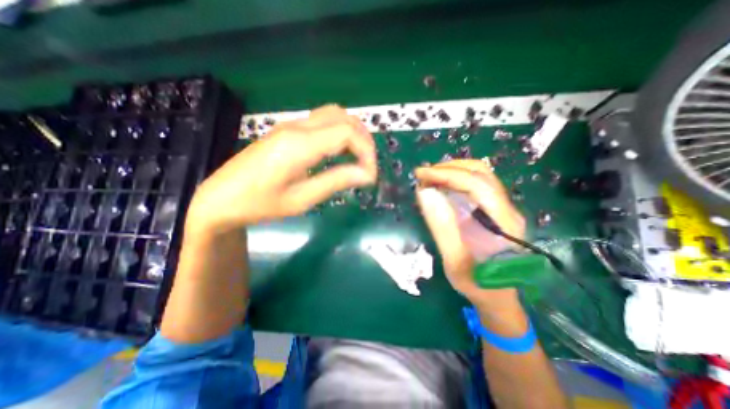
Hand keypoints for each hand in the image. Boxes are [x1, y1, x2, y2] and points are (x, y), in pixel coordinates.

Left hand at [185, 103, 375, 234]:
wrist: (221, 198)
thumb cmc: (260, 204)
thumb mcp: (302, 199)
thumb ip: (336, 181)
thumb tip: (367, 174)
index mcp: (300, 144)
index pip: (348, 133)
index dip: (367, 152)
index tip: (370, 176)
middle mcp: (297, 127)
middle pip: (344, 118)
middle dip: (364, 140)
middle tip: (367, 166)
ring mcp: (291, 125)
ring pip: (334, 115)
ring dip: (353, 134)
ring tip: (359, 158)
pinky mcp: (288, 130)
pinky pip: (323, 122)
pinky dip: (340, 133)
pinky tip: (341, 152)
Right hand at [416, 160, 524, 305]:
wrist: (498, 297)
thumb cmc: (477, 284)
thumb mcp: (454, 261)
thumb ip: (441, 227)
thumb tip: (425, 192)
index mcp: (502, 222)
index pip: (476, 184)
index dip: (446, 174)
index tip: (420, 174)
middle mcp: (507, 209)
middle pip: (480, 173)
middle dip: (448, 168)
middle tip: (423, 175)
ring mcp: (503, 208)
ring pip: (480, 175)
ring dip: (452, 171)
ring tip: (429, 178)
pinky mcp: (494, 210)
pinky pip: (476, 185)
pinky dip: (455, 179)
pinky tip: (441, 186)